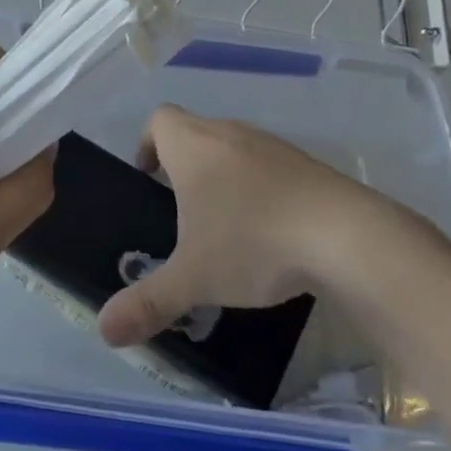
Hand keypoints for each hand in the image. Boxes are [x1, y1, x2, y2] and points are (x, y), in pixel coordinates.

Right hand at [96, 106, 406, 346]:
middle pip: (195, 132)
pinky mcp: (307, 164)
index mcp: (193, 146)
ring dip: (223, 177)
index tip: (147, 179)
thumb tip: (104, 331)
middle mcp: (229, 133)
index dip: (146, 143)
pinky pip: (269, 167)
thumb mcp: (193, 279)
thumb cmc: (252, 242)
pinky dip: (260, 189)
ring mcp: (272, 145)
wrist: (346, 236)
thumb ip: (147, 303)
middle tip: (180, 213)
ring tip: (225, 226)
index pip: (158, 119)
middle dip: (183, 166)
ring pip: (233, 149)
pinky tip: (270, 232)